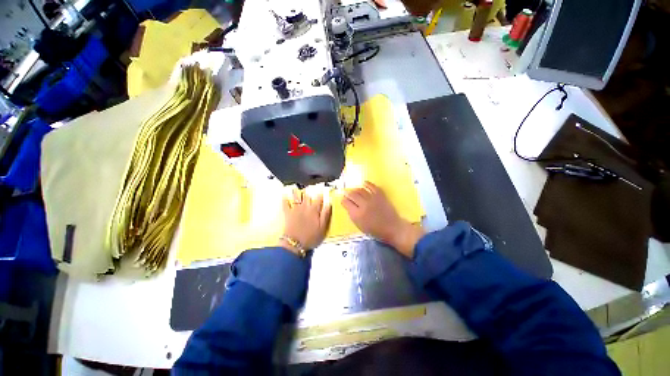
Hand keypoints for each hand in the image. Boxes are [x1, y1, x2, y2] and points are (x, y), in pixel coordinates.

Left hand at [279, 189, 331, 254]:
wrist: (295, 243)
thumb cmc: (311, 236)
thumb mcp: (323, 227)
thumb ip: (326, 214)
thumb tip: (328, 203)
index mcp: (314, 210)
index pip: (319, 198)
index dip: (321, 192)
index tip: (323, 187)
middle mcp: (305, 207)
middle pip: (307, 195)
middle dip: (309, 189)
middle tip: (309, 185)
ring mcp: (295, 209)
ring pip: (296, 197)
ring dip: (296, 191)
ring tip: (296, 186)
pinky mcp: (288, 213)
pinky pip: (285, 204)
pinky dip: (284, 199)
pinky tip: (284, 194)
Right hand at [342, 182, 423, 257]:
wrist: (392, 228)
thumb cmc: (376, 230)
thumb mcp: (360, 226)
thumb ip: (353, 215)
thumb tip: (349, 206)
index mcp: (357, 214)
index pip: (346, 203)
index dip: (343, 200)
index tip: (343, 200)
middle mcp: (364, 205)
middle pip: (352, 195)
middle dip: (348, 193)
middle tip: (346, 193)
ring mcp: (373, 199)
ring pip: (361, 190)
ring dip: (356, 189)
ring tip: (354, 190)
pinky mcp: (380, 195)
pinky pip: (372, 186)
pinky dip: (368, 184)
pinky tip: (364, 183)